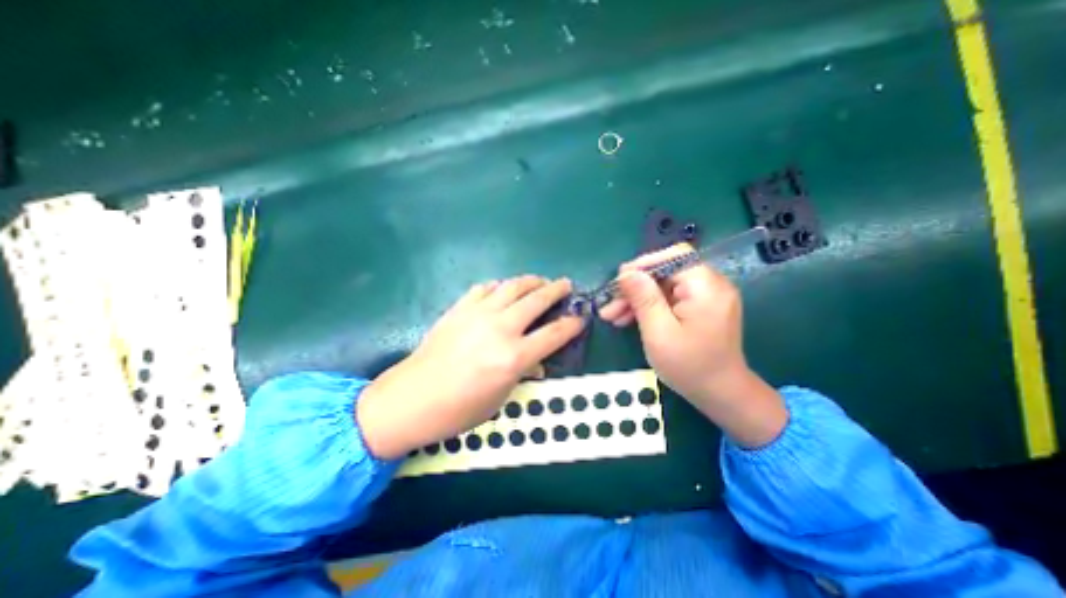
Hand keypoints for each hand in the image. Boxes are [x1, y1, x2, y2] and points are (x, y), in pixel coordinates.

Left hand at [354, 276, 582, 456]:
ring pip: (512, 286)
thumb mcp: (500, 398)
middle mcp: (500, 329)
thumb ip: (522, 373)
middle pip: (537, 300)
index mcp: (513, 356)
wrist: (412, 398)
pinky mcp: (460, 308)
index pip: (554, 334)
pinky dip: (499, 286)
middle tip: (566, 284)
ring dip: (531, 281)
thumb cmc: (459, 409)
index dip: (572, 324)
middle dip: (556, 290)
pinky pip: (485, 288)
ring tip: (540, 281)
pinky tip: (503, 289)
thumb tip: (536, 361)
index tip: (581, 317)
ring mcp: (478, 314)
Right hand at [603, 244, 785, 448]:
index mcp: (706, 287)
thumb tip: (626, 273)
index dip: (644, 264)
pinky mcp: (699, 308)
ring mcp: (706, 297)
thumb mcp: (659, 333)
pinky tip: (628, 319)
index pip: (675, 256)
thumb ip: (644, 299)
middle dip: (635, 287)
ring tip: (612, 316)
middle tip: (609, 305)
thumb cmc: (690, 367)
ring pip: (663, 286)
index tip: (619, 281)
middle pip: (666, 272)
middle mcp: (710, 285)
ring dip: (637, 298)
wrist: (721, 395)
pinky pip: (669, 298)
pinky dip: (649, 306)